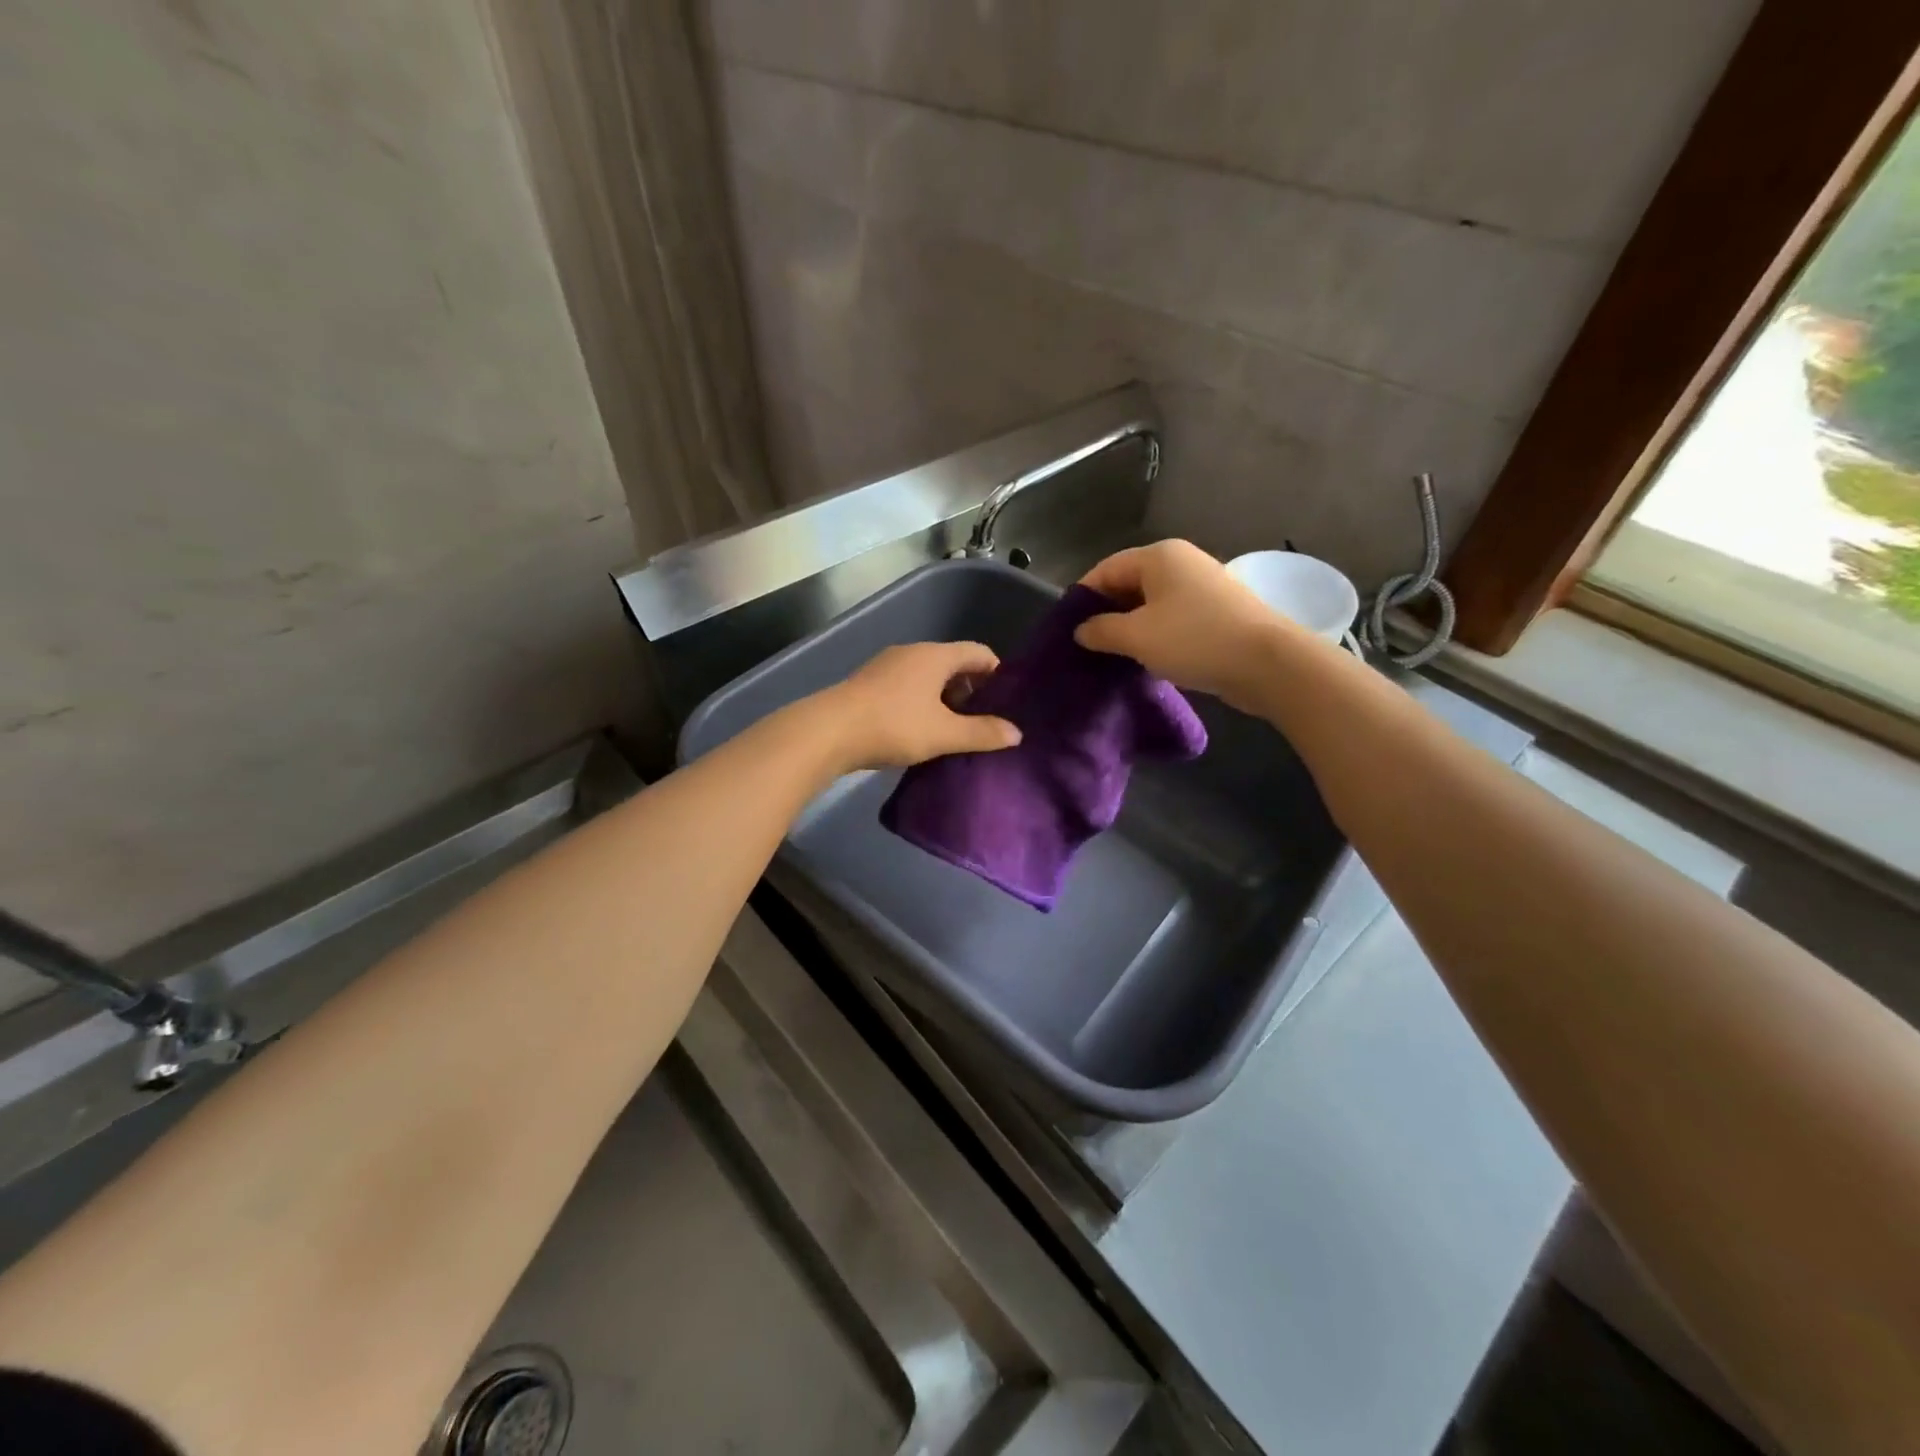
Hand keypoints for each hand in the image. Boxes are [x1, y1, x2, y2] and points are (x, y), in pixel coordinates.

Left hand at [815, 641, 1021, 771]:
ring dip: (944, 698)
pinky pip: (906, 686)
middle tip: (982, 720)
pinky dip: (921, 703)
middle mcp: (912, 652)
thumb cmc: (893, 726)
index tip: (1006, 701)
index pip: (978, 652)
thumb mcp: (944, 734)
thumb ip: (982, 733)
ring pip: (928, 676)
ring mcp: (886, 666)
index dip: (997, 673)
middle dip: (971, 689)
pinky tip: (919, 730)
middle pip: (952, 663)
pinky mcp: (868, 684)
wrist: (828, 732)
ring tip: (952, 730)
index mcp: (935, 656)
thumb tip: (1016, 733)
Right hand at [1074, 540, 1300, 713]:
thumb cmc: (1194, 640)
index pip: (1106, 569)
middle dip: (1107, 614)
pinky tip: (1147, 659)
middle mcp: (1181, 563)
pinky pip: (1173, 618)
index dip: (1083, 597)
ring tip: (1113, 657)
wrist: (1267, 663)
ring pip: (1151, 604)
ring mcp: (1203, 587)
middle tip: (1088, 647)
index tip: (1068, 629)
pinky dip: (1156, 635)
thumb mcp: (1136, 636)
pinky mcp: (1217, 612)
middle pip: (1129, 584)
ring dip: (1131, 628)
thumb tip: (1081, 630)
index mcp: (1159, 556)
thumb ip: (1101, 630)